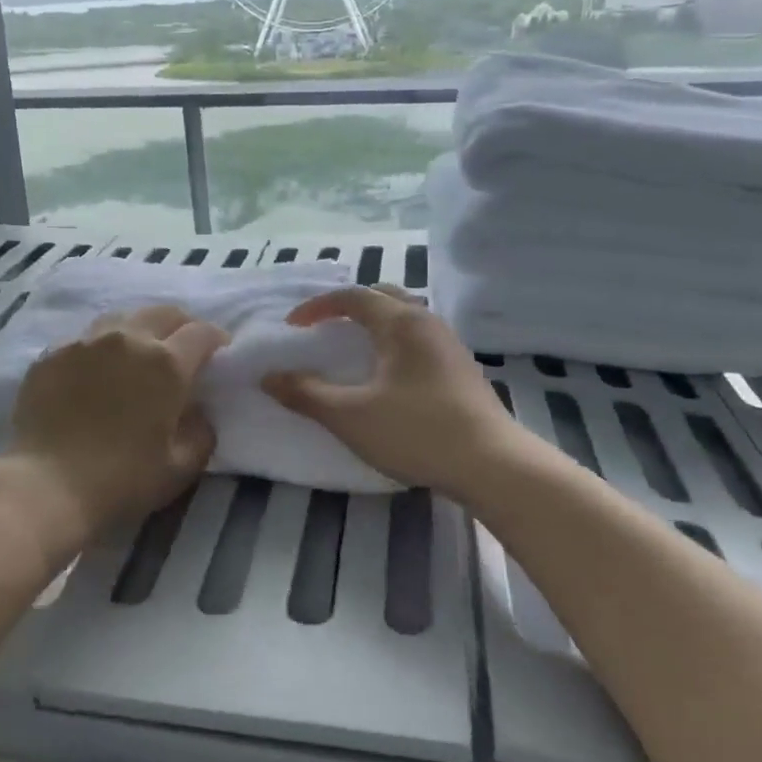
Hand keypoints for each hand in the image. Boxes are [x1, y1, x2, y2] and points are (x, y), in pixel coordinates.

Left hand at [0, 305, 228, 555]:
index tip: (219, 354)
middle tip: (182, 349)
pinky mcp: (53, 354)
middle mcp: (128, 339)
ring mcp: (86, 342)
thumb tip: (199, 411)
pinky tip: (96, 372)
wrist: (47, 486)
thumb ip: (202, 431)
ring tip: (137, 354)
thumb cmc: (122, 479)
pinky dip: (100, 348)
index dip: (216, 340)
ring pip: (122, 319)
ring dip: (139, 330)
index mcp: (166, 363)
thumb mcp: (181, 466)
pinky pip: (86, 339)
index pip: (201, 333)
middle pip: (163, 313)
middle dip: (181, 326)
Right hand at [262, 285, 532, 502]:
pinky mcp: (462, 369)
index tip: (293, 326)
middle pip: (384, 296)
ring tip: (355, 348)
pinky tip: (390, 375)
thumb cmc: (416, 432)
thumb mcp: (350, 415)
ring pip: (406, 317)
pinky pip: (420, 339)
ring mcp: (450, 345)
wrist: (493, 466)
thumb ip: (306, 393)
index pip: (352, 297)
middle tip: (325, 328)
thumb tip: (268, 377)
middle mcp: (427, 323)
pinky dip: (395, 342)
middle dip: (350, 306)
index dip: (317, 307)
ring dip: (376, 323)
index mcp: (400, 323)